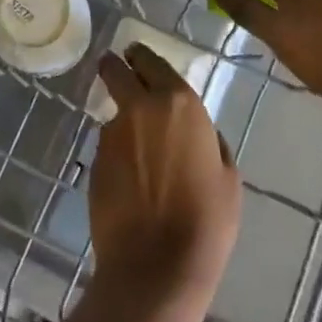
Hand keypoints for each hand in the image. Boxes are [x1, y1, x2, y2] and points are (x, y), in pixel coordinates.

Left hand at [87, 45, 241, 309]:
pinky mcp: (94, 160)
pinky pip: (108, 145)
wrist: (156, 265)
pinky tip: (129, 177)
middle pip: (116, 71)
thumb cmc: (206, 220)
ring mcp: (112, 134)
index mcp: (179, 103)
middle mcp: (140, 108)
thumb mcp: (227, 175)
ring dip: (122, 120)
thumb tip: (200, 133)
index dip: (142, 57)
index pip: (151, 61)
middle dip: (115, 67)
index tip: (137, 56)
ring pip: (113, 112)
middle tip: (117, 69)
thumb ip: (211, 141)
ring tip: (136, 147)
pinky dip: (116, 151)